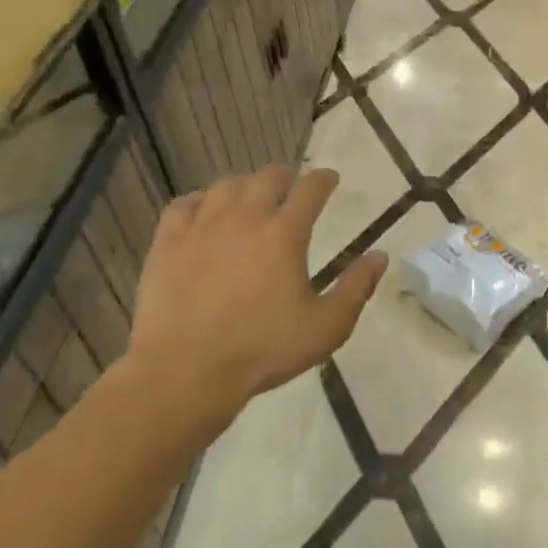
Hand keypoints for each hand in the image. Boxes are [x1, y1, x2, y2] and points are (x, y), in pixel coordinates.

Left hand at [123, 166, 387, 421]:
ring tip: (250, 196)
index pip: (310, 189)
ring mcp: (201, 227)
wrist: (186, 371)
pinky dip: (200, 201)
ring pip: (225, 186)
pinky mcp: (167, 243)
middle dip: (285, 176)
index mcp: (285, 234)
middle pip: (266, 178)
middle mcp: (244, 218)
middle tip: (291, 185)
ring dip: (245, 185)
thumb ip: (357, 288)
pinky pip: (183, 204)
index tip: (330, 179)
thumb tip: (380, 256)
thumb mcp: (327, 327)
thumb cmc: (264, 350)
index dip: (323, 179)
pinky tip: (204, 211)